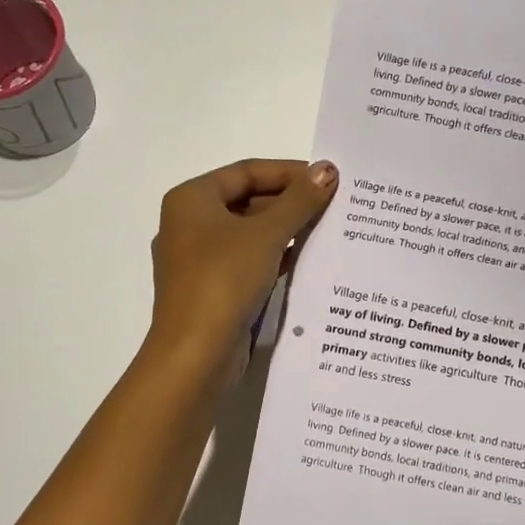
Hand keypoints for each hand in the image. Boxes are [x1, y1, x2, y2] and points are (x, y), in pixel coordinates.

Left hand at [147, 158, 338, 371]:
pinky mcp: (212, 290)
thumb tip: (327, 169)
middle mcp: (190, 224)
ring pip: (249, 233)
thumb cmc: (224, 280)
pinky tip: (308, 259)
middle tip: (334, 204)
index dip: (289, 172)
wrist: (195, 355)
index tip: (327, 179)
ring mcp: (199, 260)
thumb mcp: (266, 234)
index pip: (246, 171)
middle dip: (290, 202)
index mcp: (191, 200)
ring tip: (328, 228)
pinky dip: (275, 256)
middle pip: (247, 200)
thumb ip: (299, 200)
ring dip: (286, 230)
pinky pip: (248, 261)